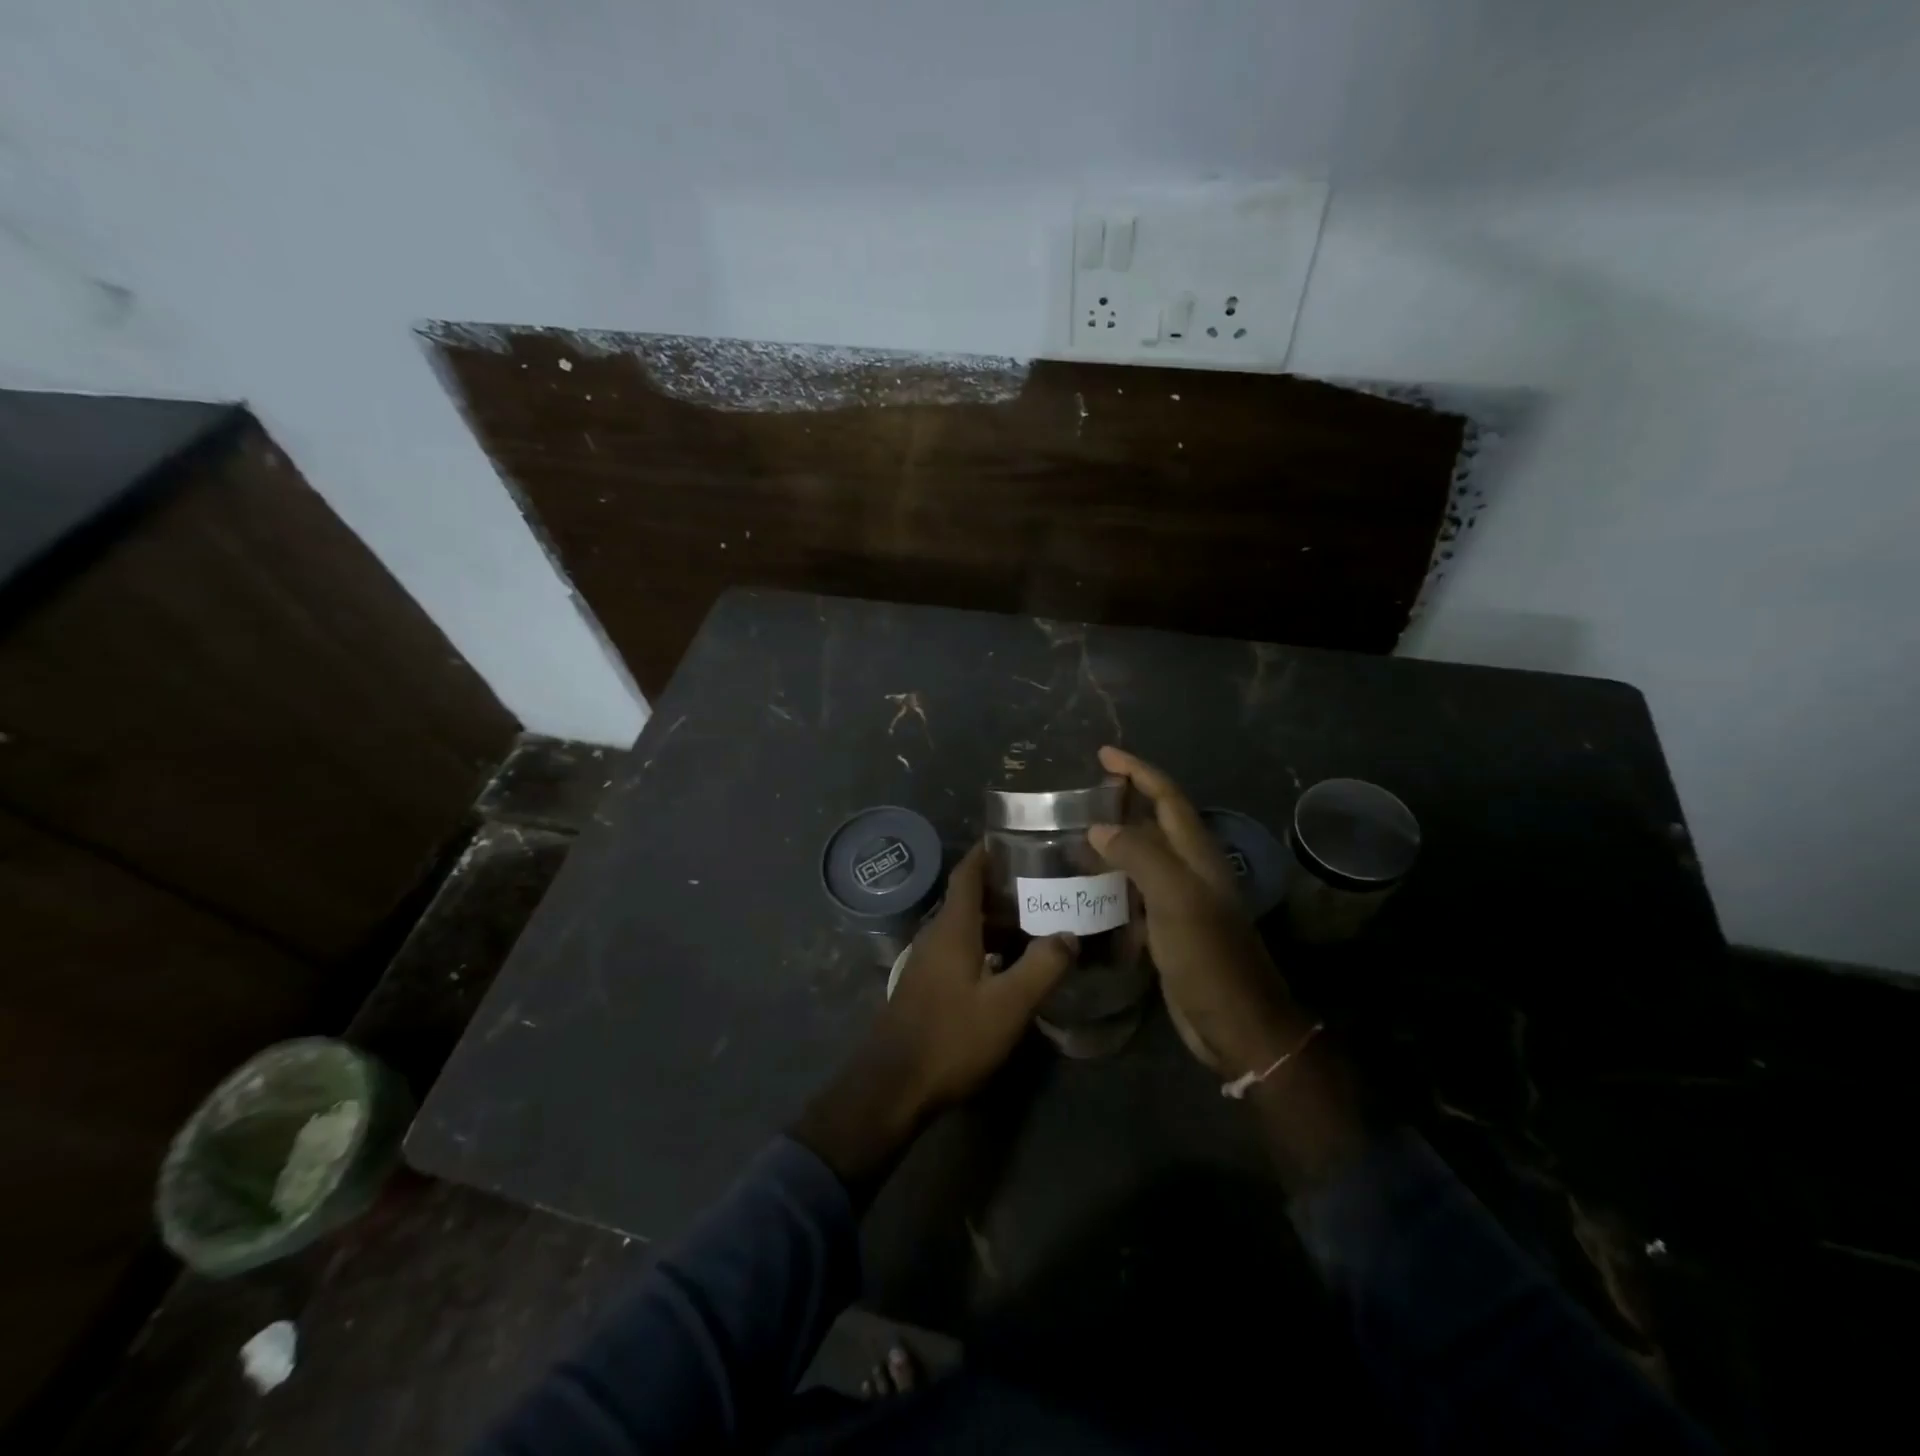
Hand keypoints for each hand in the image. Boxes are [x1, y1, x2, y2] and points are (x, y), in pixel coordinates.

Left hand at [792, 843, 1076, 1193]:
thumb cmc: (951, 1037)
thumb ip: (1042, 966)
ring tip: (1038, 919)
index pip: (968, 872)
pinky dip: (987, 945)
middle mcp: (937, 935)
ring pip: (967, 926)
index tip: (1016, 839)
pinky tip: (1011, 962)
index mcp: (953, 927)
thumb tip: (1069, 934)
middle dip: (1004, 887)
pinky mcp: (928, 985)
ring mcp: (929, 961)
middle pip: (970, 897)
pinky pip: (961, 949)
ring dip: (998, 919)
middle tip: (1046, 882)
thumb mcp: (1007, 1005)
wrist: (893, 1086)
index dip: (987, 851)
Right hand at [1087, 746, 1305, 1077]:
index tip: (1103, 755)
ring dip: (1113, 841)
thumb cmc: (1209, 958)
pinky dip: (1111, 881)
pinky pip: (1135, 892)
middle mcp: (1190, 871)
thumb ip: (1140, 856)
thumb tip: (1099, 827)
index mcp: (1198, 856)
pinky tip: (1086, 886)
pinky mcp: (1167, 929)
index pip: (1167, 798)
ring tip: (1073, 834)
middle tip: (1082, 793)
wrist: (1236, 1025)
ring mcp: (1180, 901)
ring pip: (1142, 857)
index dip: (1138, 772)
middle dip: (1123, 801)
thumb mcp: (1176, 900)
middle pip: (1155, 822)